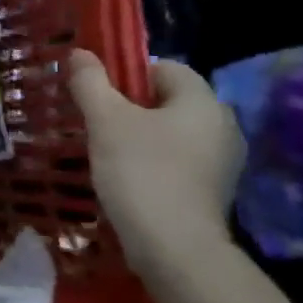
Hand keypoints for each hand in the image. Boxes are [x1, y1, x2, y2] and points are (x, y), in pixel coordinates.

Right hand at [66, 49, 244, 279]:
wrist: (175, 248)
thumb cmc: (141, 171)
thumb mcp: (105, 119)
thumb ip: (90, 82)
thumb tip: (80, 53)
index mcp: (203, 101)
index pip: (164, 67)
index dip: (127, 73)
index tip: (99, 95)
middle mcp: (222, 125)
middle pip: (167, 99)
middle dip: (130, 105)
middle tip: (96, 121)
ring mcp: (222, 161)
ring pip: (171, 130)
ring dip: (139, 134)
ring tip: (106, 150)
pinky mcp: (213, 189)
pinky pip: (178, 158)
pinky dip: (152, 160)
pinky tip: (127, 177)